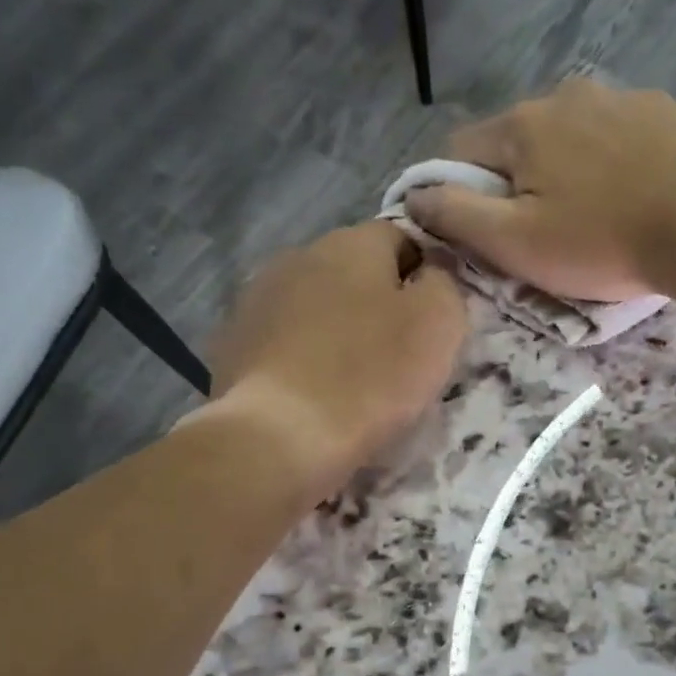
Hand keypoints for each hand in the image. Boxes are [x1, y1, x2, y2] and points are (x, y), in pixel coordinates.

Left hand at [209, 223, 467, 493]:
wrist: (280, 437)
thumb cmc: (371, 377)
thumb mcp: (438, 325)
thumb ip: (443, 283)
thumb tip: (431, 270)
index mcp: (352, 243)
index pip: (401, 237)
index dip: (422, 276)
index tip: (430, 322)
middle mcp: (299, 255)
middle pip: (352, 270)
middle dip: (375, 302)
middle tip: (395, 353)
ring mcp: (257, 297)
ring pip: (313, 304)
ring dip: (334, 328)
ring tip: (350, 377)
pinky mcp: (232, 341)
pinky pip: (281, 339)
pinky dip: (299, 356)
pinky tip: (310, 391)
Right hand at [403, 79, 675, 301]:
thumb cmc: (601, 242)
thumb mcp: (515, 243)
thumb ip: (455, 216)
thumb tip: (412, 195)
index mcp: (521, 125)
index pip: (461, 150)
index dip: (460, 192)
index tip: (482, 231)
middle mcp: (564, 95)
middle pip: (517, 142)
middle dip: (517, 183)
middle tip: (543, 233)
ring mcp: (618, 96)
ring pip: (568, 137)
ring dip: (565, 170)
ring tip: (593, 216)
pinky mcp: (661, 110)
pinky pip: (614, 136)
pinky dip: (610, 162)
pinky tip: (631, 195)